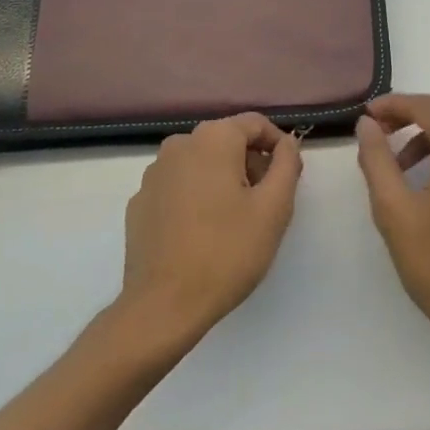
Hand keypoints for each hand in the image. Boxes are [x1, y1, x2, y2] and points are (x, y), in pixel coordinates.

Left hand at [119, 114, 302, 344]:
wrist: (163, 306)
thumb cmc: (227, 252)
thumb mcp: (274, 208)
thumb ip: (287, 164)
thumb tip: (287, 144)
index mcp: (212, 139)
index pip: (255, 124)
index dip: (279, 145)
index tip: (290, 176)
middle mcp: (179, 145)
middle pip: (227, 141)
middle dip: (252, 164)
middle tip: (267, 203)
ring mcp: (153, 174)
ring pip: (202, 163)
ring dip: (224, 180)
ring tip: (237, 221)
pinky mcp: (140, 202)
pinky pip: (179, 186)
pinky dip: (197, 197)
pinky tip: (204, 233)